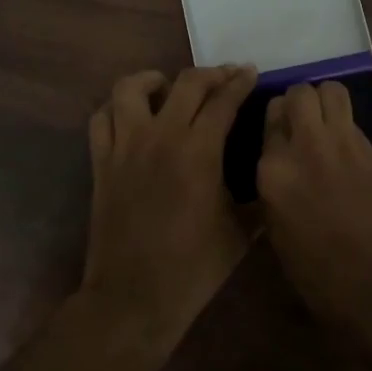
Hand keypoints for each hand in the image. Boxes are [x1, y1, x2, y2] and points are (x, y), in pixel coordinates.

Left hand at [81, 65, 258, 356]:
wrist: (134, 298)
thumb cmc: (193, 267)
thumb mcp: (241, 233)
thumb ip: (258, 197)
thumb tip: (270, 175)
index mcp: (200, 151)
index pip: (223, 100)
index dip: (240, 81)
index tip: (250, 72)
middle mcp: (161, 137)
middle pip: (186, 83)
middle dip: (210, 74)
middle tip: (224, 78)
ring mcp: (125, 147)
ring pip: (131, 88)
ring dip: (154, 80)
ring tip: (168, 89)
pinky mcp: (101, 162)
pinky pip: (102, 118)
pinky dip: (117, 108)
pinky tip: (132, 117)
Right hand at [256, 81, 371, 332]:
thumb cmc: (319, 274)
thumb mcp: (277, 231)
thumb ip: (275, 187)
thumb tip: (280, 167)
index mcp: (272, 172)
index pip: (269, 118)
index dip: (276, 123)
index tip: (282, 135)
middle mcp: (303, 147)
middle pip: (299, 93)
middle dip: (300, 102)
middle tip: (304, 123)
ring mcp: (341, 144)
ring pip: (331, 91)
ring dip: (326, 100)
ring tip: (327, 122)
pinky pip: (353, 119)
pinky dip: (347, 124)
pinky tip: (347, 149)